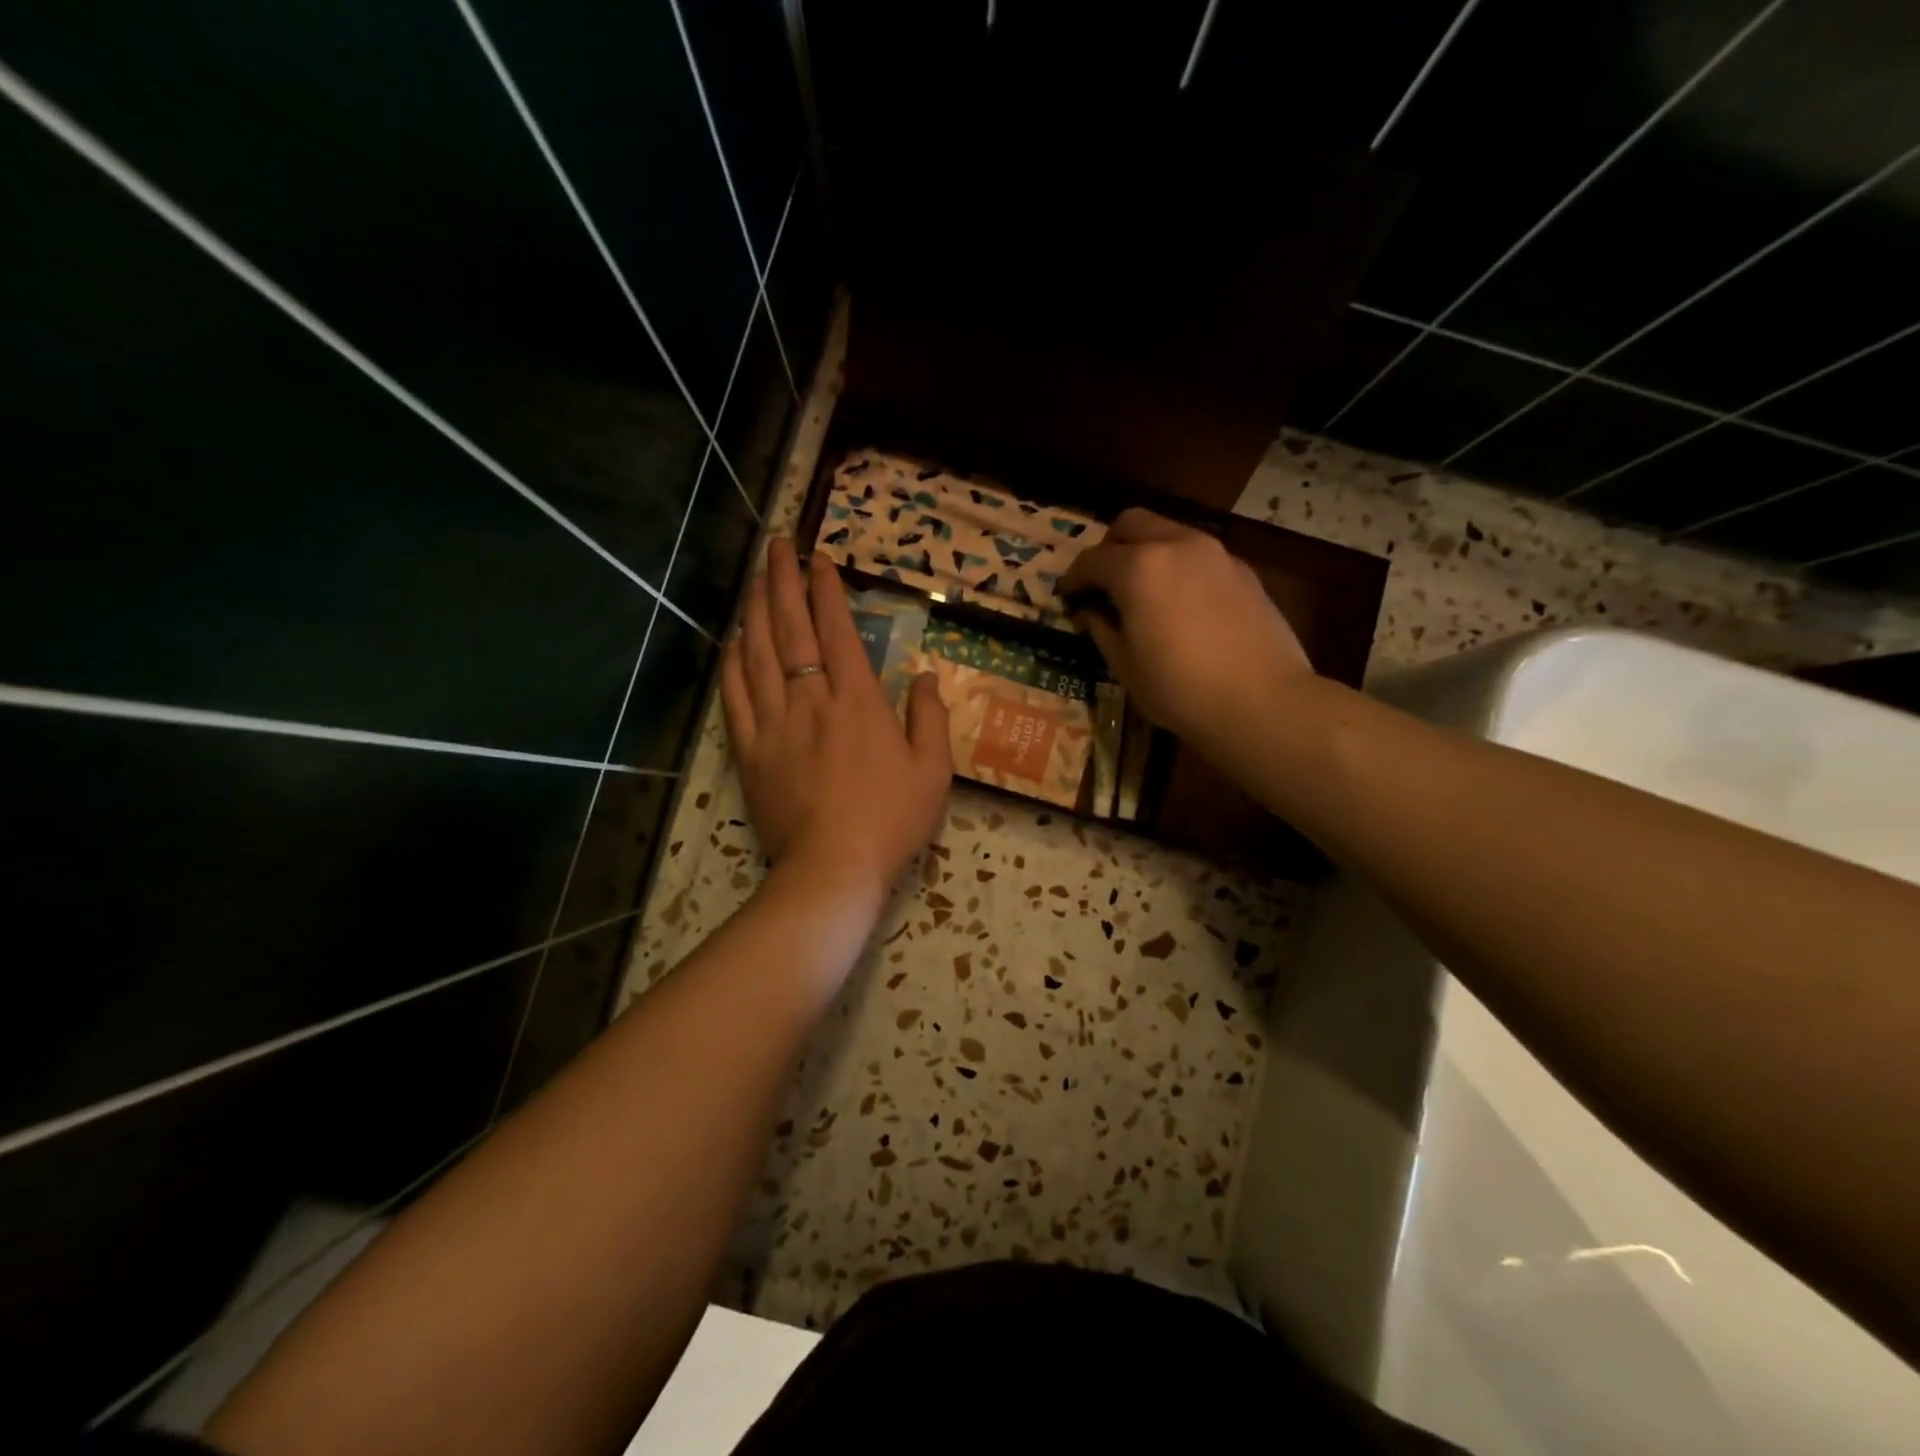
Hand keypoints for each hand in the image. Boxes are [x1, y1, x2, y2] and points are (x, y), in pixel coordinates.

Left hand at [721, 539, 952, 898]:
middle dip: (782, 580)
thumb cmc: (890, 820)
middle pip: (790, 627)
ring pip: (758, 652)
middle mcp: (811, 699)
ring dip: (755, 609)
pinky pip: (735, 696)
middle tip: (776, 545)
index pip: (837, 629)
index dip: (826, 588)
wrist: (832, 869)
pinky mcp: (750, 750)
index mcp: (857, 700)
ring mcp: (774, 723)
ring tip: (753, 577)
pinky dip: (732, 662)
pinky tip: (733, 640)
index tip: (819, 558)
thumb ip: (931, 718)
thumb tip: (927, 677)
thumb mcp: (933, 771)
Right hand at [1060, 509, 1314, 752]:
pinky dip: (1179, 566)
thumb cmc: (1179, 689)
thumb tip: (1089, 611)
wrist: (1262, 701)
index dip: (1073, 578)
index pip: (1091, 560)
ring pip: (1169, 532)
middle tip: (1103, 582)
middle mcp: (1176, 545)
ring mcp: (1215, 553)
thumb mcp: (1124, 666)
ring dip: (1147, 552)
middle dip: (1109, 547)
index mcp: (1138, 568)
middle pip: (1131, 523)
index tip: (1066, 596)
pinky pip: (1198, 554)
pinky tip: (1181, 603)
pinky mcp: (1243, 570)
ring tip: (1142, 591)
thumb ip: (1101, 628)